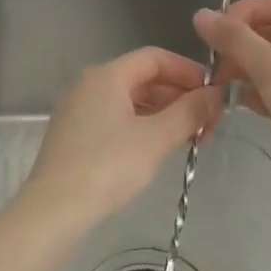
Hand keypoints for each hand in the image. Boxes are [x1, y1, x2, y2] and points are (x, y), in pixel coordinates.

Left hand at [23, 47, 220, 224]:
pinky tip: (164, 148)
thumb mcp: (157, 138)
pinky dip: (145, 127)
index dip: (189, 71)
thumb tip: (217, 94)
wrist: (53, 212)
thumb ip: (190, 112)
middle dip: (181, 97)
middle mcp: (90, 85)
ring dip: (166, 114)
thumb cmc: (108, 167)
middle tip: (211, 123)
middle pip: (144, 78)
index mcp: (107, 75)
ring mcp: (80, 111)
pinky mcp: (76, 136)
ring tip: (194, 139)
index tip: (215, 93)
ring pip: (132, 101)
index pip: (156, 58)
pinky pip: (119, 119)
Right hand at [193, 0, 270, 164]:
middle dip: (244, 44)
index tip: (217, 31)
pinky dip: (262, 93)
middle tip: (215, 62)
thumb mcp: (270, 66)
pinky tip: (242, 103)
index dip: (246, 12)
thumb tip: (201, 15)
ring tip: (222, 83)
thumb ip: (234, 39)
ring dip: (249, 70)